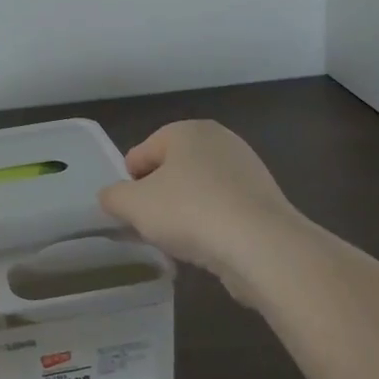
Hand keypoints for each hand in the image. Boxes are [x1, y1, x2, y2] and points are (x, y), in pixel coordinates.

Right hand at [98, 121, 305, 279]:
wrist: (262, 246)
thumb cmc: (189, 212)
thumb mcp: (132, 204)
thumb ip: (112, 196)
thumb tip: (112, 197)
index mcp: (187, 130)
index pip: (141, 153)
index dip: (129, 184)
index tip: (131, 212)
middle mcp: (220, 141)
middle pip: (171, 171)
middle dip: (158, 197)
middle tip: (151, 226)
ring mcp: (248, 170)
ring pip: (198, 192)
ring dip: (185, 213)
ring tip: (180, 242)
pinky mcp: (265, 201)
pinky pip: (224, 210)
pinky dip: (212, 226)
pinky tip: (208, 248)